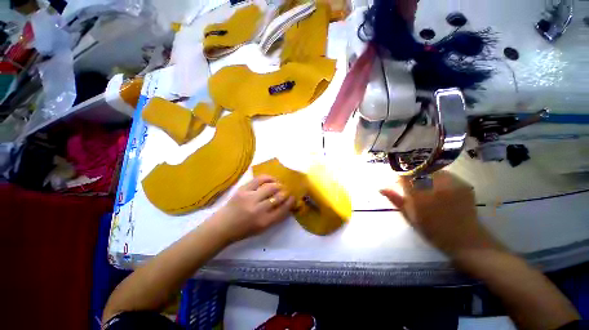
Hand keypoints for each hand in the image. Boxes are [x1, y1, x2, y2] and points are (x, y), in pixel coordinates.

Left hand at [212, 175, 294, 242]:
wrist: (222, 226)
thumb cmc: (243, 230)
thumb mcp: (262, 228)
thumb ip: (276, 217)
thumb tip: (287, 204)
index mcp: (264, 222)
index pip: (283, 209)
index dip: (290, 202)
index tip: (293, 198)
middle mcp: (258, 209)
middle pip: (278, 197)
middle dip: (285, 192)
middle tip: (286, 191)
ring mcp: (250, 198)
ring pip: (270, 187)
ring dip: (278, 185)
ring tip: (279, 185)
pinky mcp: (243, 190)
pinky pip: (259, 179)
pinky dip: (268, 178)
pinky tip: (271, 179)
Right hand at [380, 171, 499, 255]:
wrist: (465, 239)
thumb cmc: (432, 230)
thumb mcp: (409, 216)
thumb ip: (395, 199)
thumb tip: (381, 187)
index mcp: (419, 195)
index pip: (404, 175)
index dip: (400, 176)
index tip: (398, 181)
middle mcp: (435, 185)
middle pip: (418, 170)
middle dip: (412, 175)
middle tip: (412, 185)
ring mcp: (451, 183)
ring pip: (431, 170)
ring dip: (425, 176)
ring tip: (426, 188)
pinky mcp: (462, 184)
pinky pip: (445, 174)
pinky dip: (438, 179)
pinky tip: (440, 190)